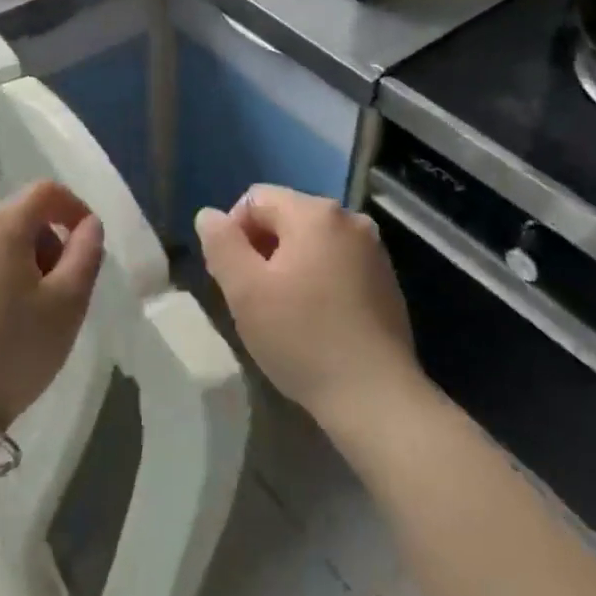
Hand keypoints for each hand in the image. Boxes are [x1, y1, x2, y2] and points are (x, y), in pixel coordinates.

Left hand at [0, 181, 103, 432]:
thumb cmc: (12, 356)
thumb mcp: (68, 306)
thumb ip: (86, 252)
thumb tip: (87, 224)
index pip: (45, 192)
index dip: (71, 208)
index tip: (82, 240)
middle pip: (9, 217)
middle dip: (35, 242)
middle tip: (46, 289)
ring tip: (3, 311)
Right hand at [194, 185, 426, 435]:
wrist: (374, 395)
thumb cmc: (302, 338)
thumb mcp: (245, 291)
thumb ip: (221, 244)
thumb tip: (209, 215)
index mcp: (315, 213)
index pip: (256, 199)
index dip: (233, 232)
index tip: (231, 277)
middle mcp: (350, 219)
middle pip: (286, 217)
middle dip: (261, 249)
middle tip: (252, 298)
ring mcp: (373, 249)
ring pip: (312, 242)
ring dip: (289, 265)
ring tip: (282, 312)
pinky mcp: (386, 279)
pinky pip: (337, 263)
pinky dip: (318, 279)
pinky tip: (315, 320)